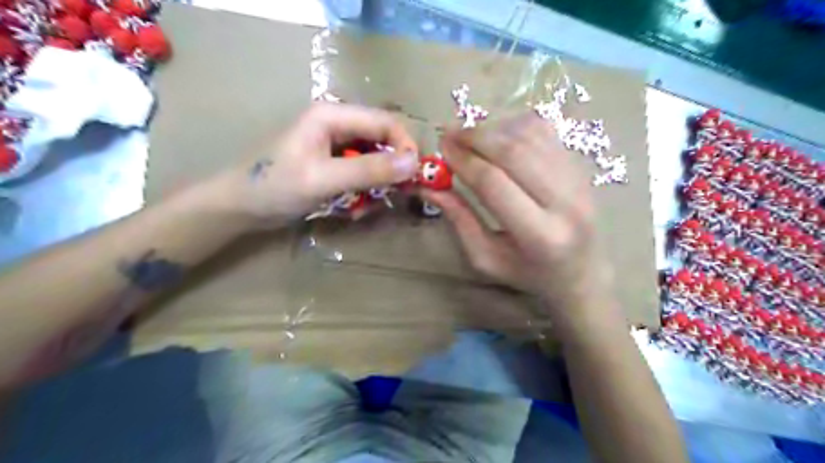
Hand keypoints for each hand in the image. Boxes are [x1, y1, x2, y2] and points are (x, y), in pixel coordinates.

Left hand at [210, 104, 419, 229]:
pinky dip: (363, 191)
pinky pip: (361, 173)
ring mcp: (335, 144)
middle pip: (383, 140)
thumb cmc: (275, 187)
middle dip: (391, 169)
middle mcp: (338, 124)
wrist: (241, 207)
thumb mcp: (324, 179)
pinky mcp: (333, 162)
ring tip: (363, 207)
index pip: (386, 121)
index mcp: (333, 115)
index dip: (405, 147)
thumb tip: (414, 163)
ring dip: (376, 184)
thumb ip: (369, 170)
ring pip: (375, 159)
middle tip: (391, 196)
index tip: (413, 177)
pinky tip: (352, 208)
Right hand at [426, 110, 611, 321]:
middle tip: (450, 134)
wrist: (582, 271)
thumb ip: (460, 220)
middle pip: (514, 152)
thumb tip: (429, 187)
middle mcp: (565, 202)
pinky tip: (499, 135)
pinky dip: (516, 126)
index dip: (464, 161)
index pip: (494, 183)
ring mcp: (577, 180)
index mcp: (539, 235)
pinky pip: (546, 132)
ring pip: (531, 136)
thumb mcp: (487, 258)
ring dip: (494, 129)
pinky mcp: (580, 166)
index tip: (441, 148)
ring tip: (470, 135)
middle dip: (476, 137)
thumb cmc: (528, 272)